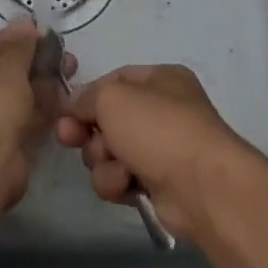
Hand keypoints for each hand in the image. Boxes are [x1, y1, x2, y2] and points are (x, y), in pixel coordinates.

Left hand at [0, 18, 76, 215]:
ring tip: (71, 65)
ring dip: (44, 82)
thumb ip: (19, 46)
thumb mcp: (4, 68)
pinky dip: (47, 107)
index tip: (39, 28)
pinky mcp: (11, 148)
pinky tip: (67, 92)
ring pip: (21, 98)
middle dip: (33, 61)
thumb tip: (29, 25)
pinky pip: (31, 120)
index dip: (11, 38)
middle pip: (4, 75)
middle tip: (62, 49)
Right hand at [57, 65, 249, 236]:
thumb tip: (73, 107)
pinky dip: (119, 182)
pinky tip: (128, 186)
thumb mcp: (112, 98)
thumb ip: (85, 96)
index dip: (87, 96)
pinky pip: (121, 178)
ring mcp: (161, 149)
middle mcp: (162, 111)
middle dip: (89, 133)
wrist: (202, 187)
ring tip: (118, 168)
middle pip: (107, 119)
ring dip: (104, 161)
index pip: (113, 80)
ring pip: (109, 152)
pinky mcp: (158, 184)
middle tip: (72, 140)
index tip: (65, 113)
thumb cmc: (158, 129)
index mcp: (160, 80)